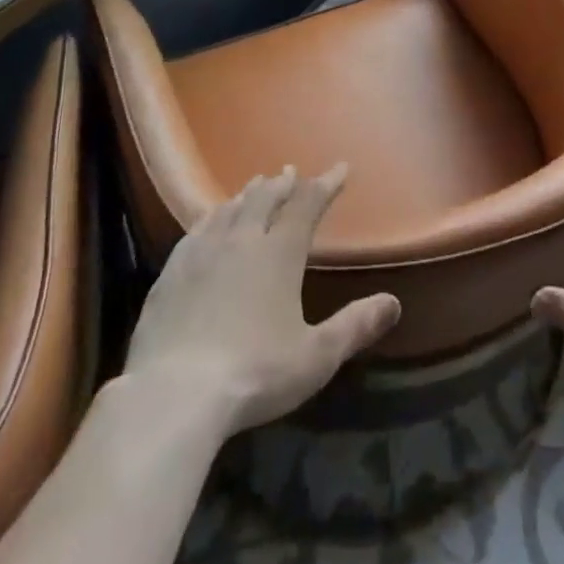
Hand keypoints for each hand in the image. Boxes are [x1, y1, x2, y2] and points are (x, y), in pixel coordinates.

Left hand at [123, 165, 400, 434]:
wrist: (173, 395)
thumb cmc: (254, 373)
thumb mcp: (315, 357)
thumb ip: (354, 326)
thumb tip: (393, 303)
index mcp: (279, 253)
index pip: (307, 205)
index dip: (325, 184)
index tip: (340, 168)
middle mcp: (242, 240)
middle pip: (265, 198)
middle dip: (282, 184)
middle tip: (291, 173)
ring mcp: (202, 253)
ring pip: (230, 209)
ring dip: (247, 195)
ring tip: (255, 186)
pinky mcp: (171, 273)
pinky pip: (196, 230)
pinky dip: (211, 216)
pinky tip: (209, 221)